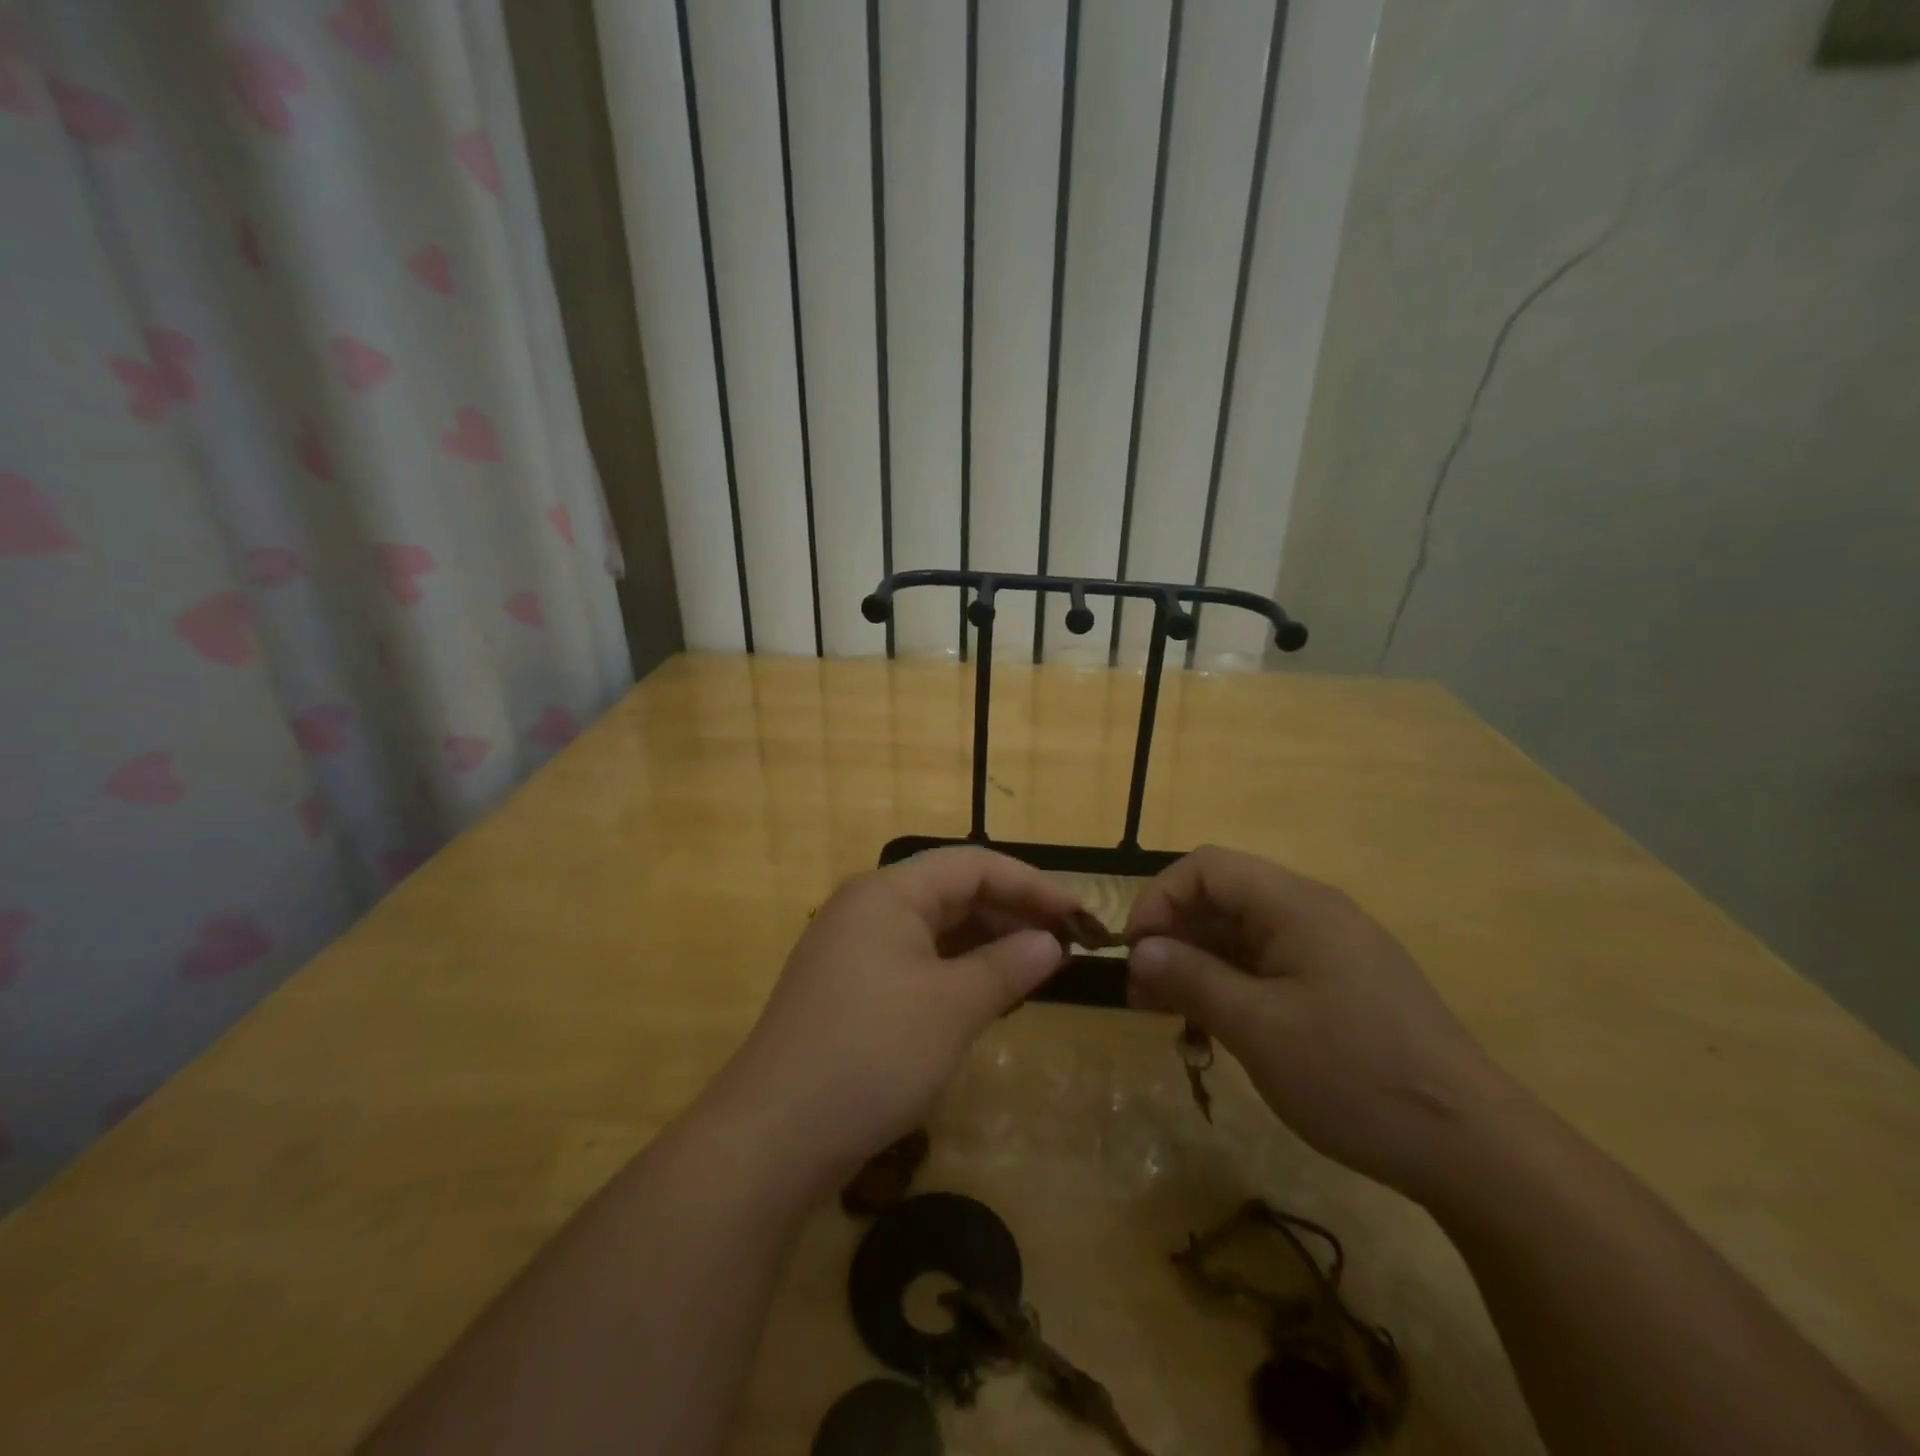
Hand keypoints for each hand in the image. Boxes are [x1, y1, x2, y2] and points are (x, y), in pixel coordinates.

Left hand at [719, 848, 1082, 1182]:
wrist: (772, 1138)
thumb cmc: (871, 1054)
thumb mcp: (951, 1008)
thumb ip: (1007, 966)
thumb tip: (1051, 943)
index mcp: (888, 892)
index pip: (973, 865)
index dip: (1032, 885)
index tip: (1082, 918)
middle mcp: (868, 907)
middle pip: (953, 891)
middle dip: (1012, 913)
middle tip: (1066, 946)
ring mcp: (855, 949)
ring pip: (936, 929)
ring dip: (987, 943)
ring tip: (1036, 969)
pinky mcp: (851, 988)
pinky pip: (917, 961)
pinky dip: (957, 971)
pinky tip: (988, 995)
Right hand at [1125, 846, 1520, 1199]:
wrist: (1473, 1147)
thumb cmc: (1354, 1076)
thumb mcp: (1257, 1028)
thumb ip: (1190, 978)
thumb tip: (1140, 949)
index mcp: (1295, 904)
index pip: (1205, 867)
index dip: (1159, 899)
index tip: (1135, 953)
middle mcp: (1314, 912)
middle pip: (1223, 899)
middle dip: (1174, 939)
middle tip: (1143, 996)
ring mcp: (1333, 949)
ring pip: (1244, 936)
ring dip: (1200, 968)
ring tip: (1173, 1019)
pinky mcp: (1345, 984)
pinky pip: (1272, 966)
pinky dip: (1234, 988)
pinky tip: (1220, 1032)